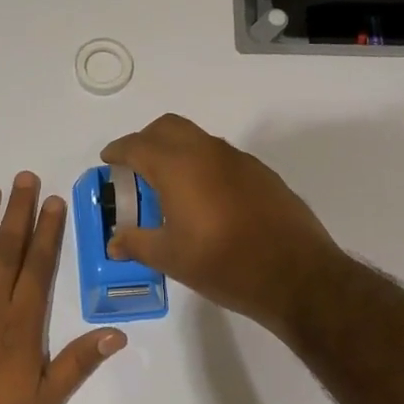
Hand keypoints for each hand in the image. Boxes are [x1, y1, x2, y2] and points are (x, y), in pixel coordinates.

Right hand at [100, 114, 343, 334]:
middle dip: (146, 141)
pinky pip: (222, 158)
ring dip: (177, 152)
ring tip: (168, 187)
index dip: (118, 151)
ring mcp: (240, 161)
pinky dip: (203, 166)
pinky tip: (205, 201)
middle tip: (135, 169)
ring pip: (198, 140)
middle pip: (168, 128)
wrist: (296, 275)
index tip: (108, 161)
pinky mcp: (262, 175)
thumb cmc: (223, 264)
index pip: (138, 145)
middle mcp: (208, 152)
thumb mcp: (171, 259)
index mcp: (179, 166)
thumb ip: (137, 244)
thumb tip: (114, 242)